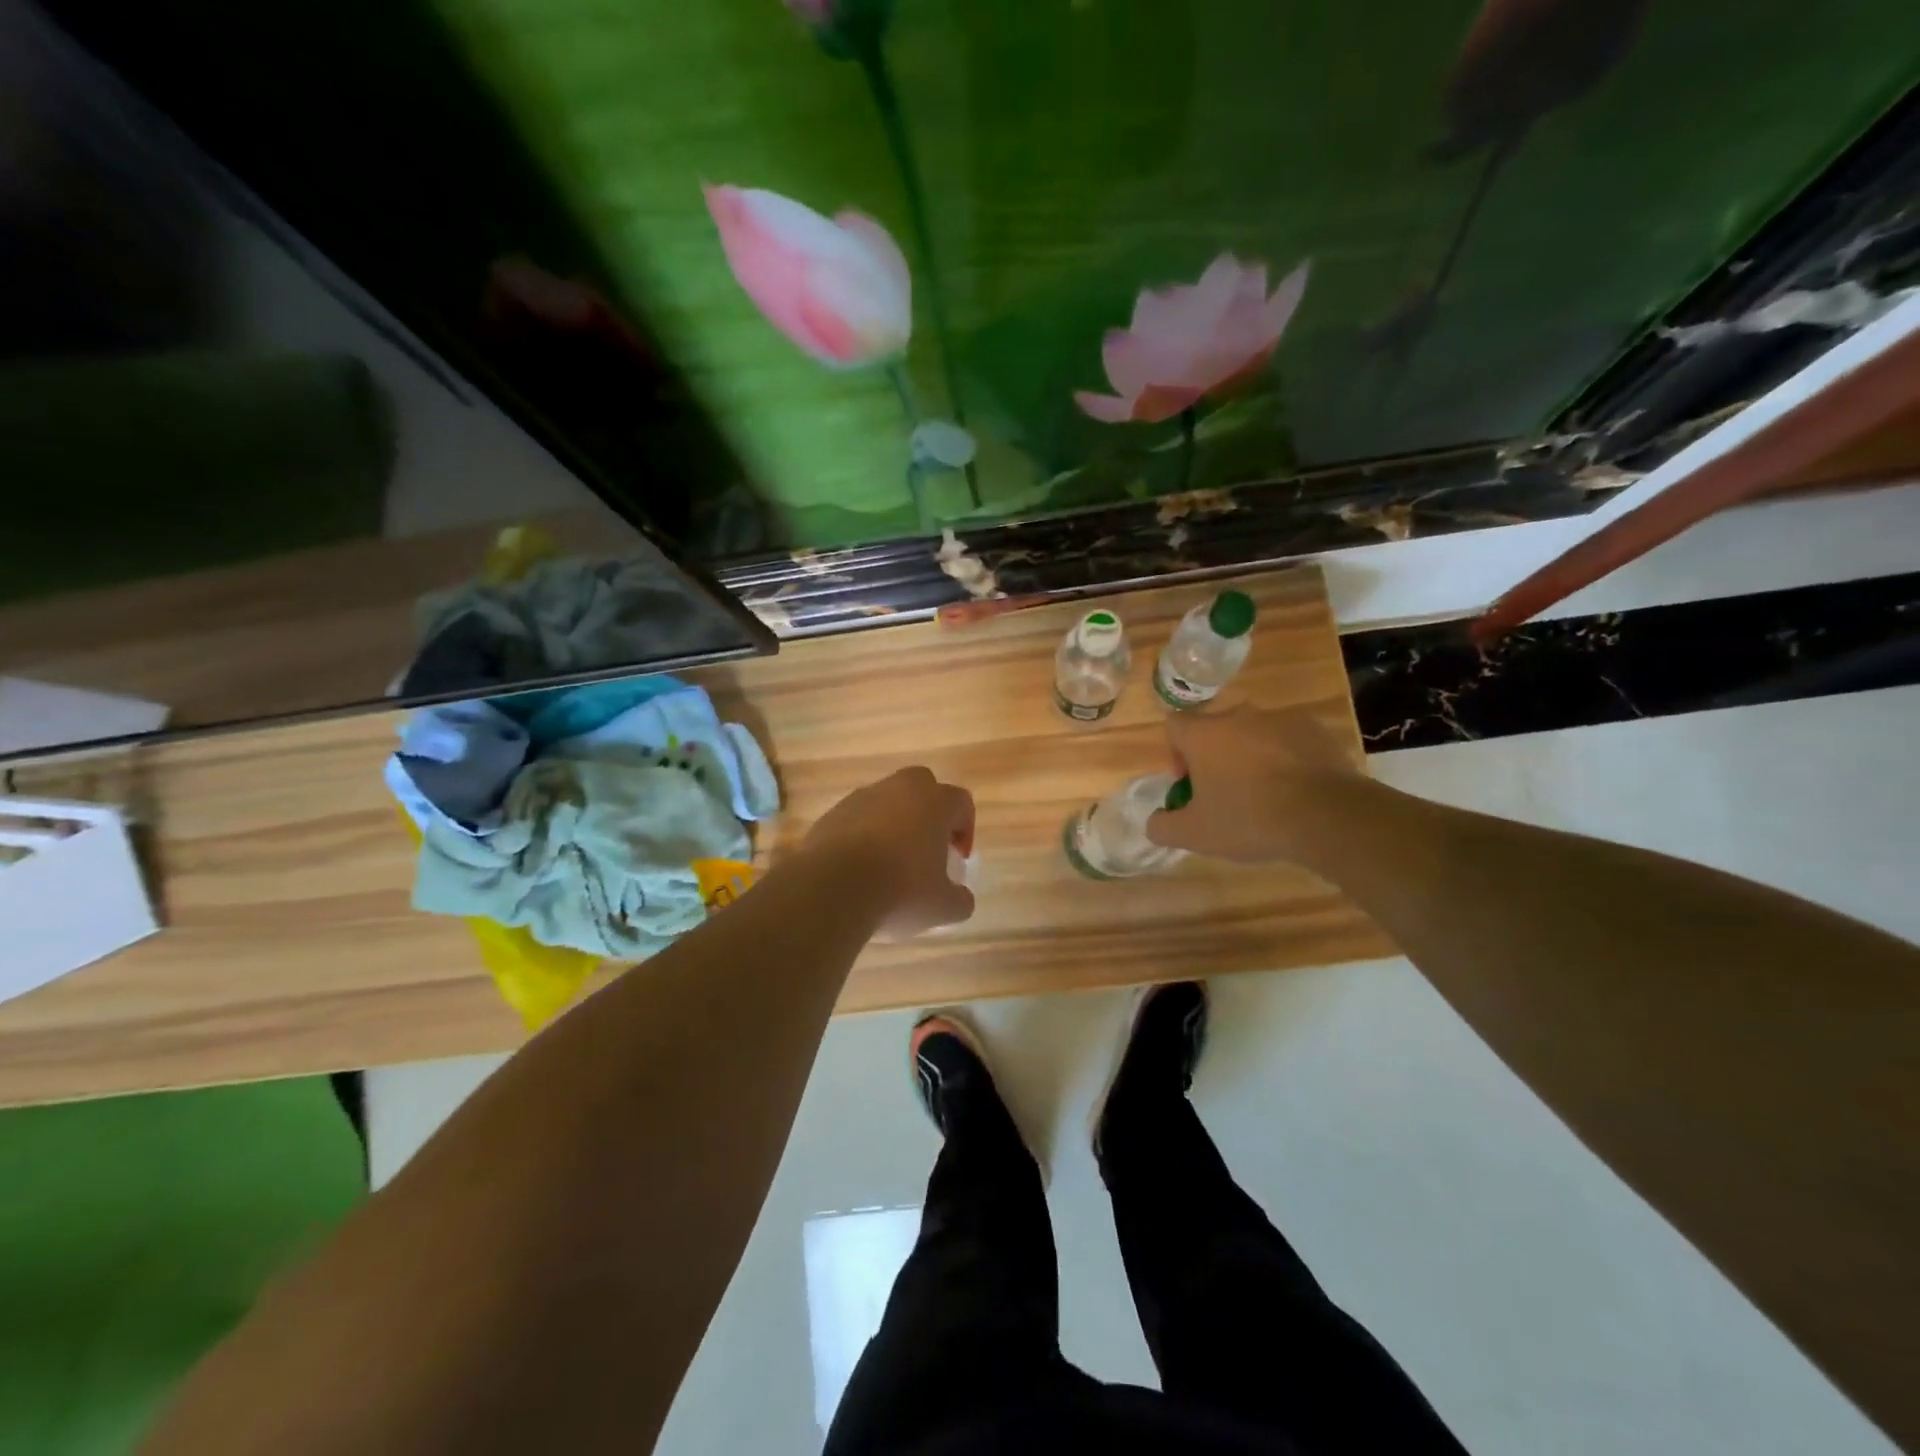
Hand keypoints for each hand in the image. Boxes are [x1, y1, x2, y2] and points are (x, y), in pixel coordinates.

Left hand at [804, 767, 976, 938]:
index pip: (961, 802)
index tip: (958, 858)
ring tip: (889, 863)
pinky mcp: (832, 814)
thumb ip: (960, 900)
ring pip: (886, 801)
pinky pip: (856, 819)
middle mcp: (899, 789)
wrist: (832, 889)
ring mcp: (861, 798)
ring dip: (892, 823)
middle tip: (926, 848)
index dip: (965, 829)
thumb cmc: (900, 891)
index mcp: (934, 802)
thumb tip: (960, 898)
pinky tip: (859, 868)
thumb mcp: (943, 907)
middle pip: (922, 787)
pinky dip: (862, 835)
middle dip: (928, 813)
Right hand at [1147, 707, 1358, 862]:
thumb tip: (1154, 822)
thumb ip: (1163, 826)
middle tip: (1225, 794)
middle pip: (1216, 730)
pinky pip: (1290, 741)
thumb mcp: (1194, 834)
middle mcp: (1239, 716)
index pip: (1174, 725)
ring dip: (1252, 757)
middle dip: (1215, 757)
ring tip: (1265, 795)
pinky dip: (1287, 760)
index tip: (1189, 783)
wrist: (1326, 816)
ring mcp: (1280, 719)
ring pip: (1254, 734)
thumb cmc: (1248, 819)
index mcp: (1203, 734)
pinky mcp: (1316, 730)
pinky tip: (1296, 791)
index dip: (1175, 753)